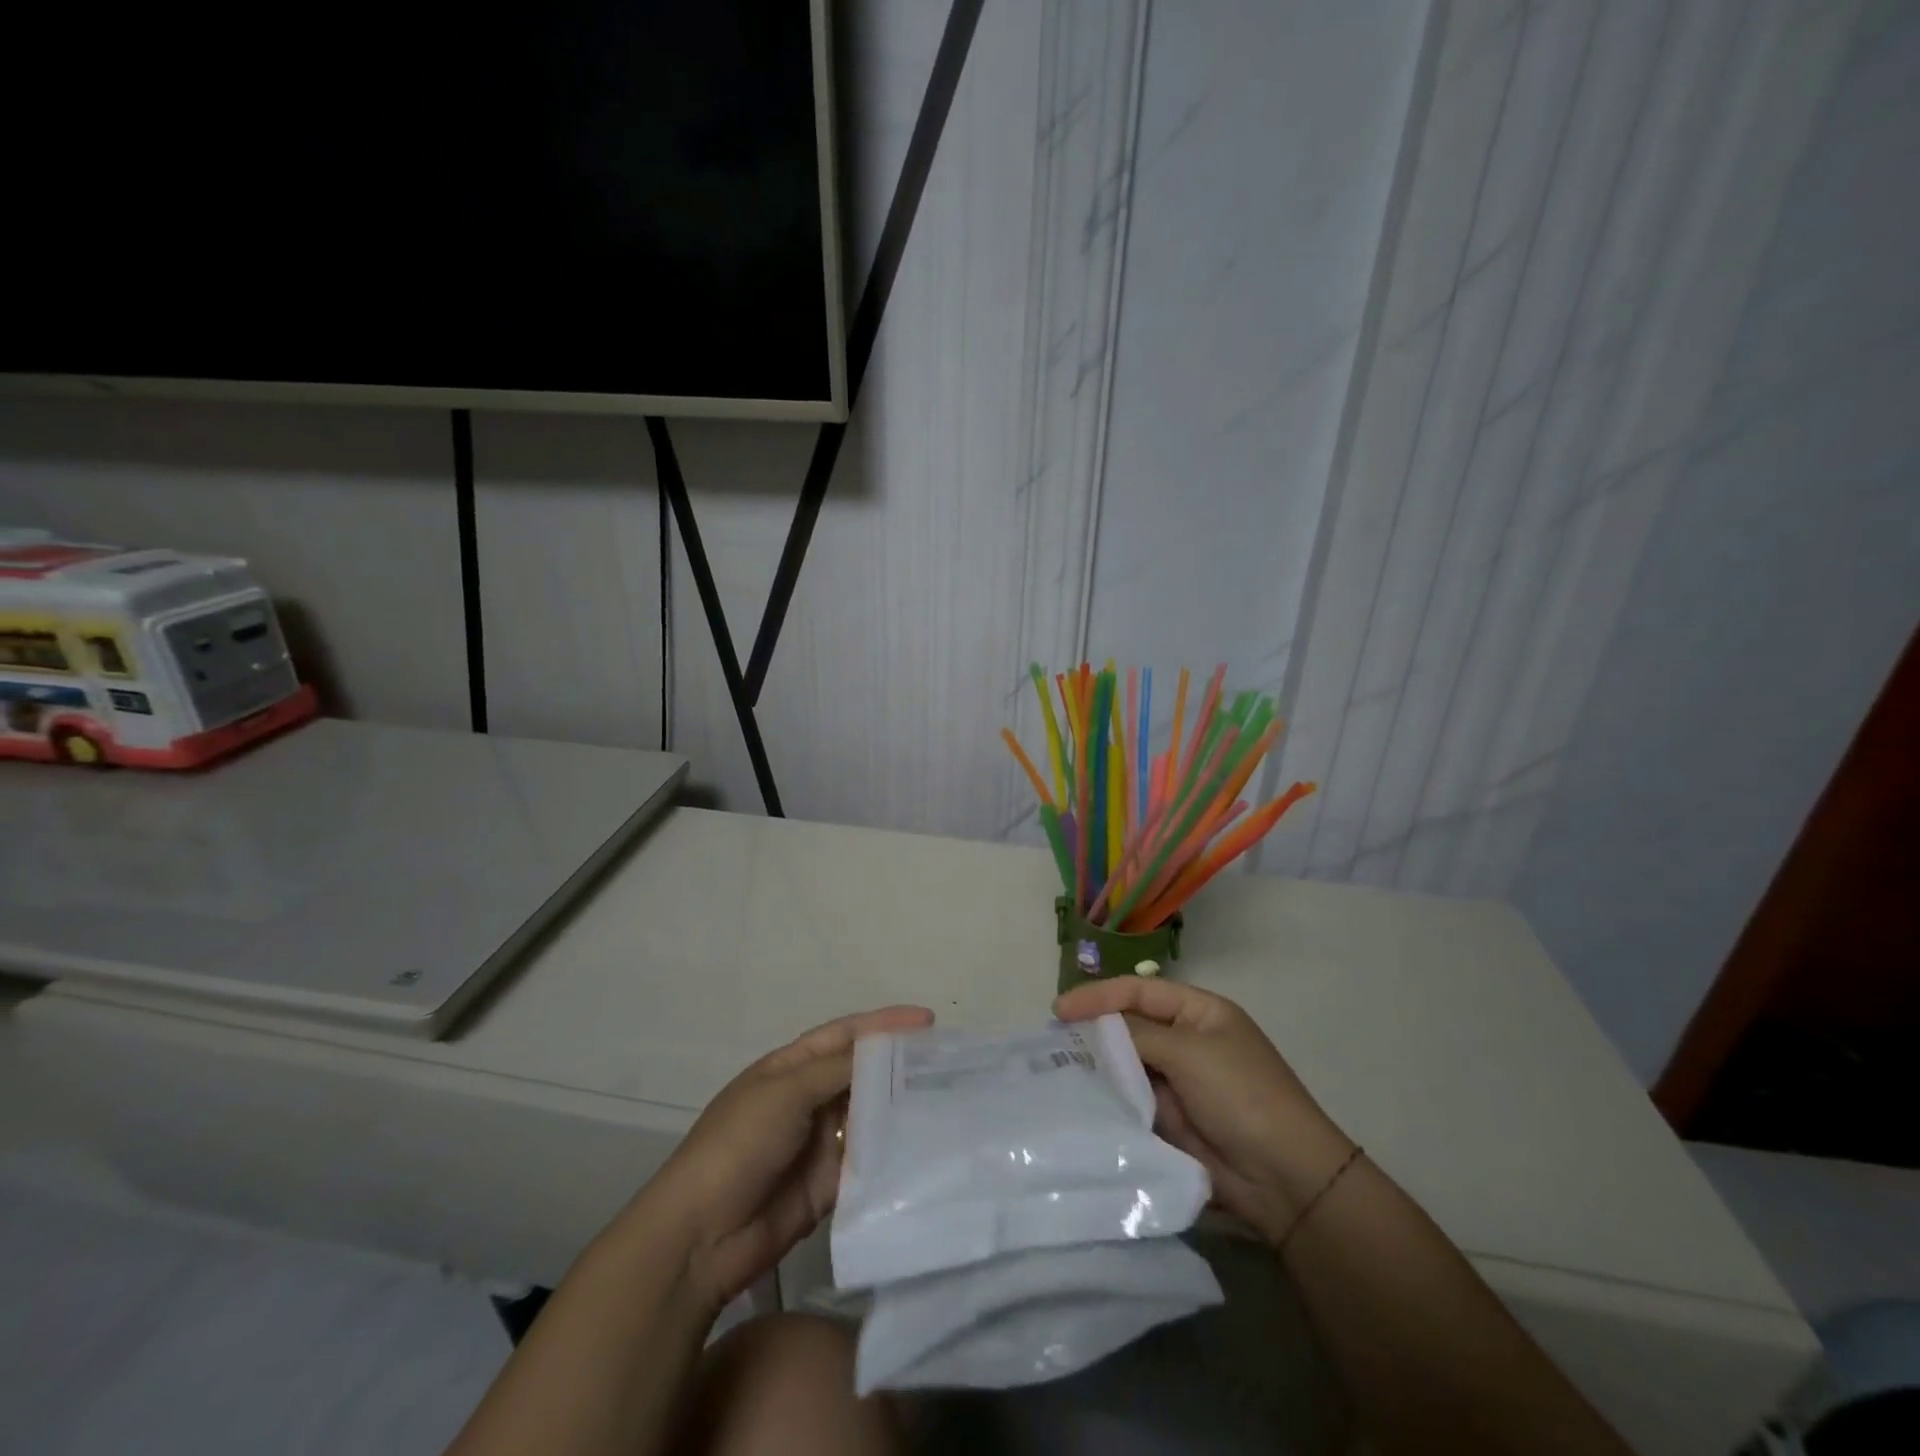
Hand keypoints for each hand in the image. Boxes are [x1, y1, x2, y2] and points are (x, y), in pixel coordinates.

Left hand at [640, 1006, 933, 1311]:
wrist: (702, 1237)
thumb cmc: (738, 1145)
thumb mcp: (786, 1092)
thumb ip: (837, 1069)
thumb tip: (884, 1051)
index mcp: (791, 1068)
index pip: (846, 1035)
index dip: (885, 1024)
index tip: (928, 1021)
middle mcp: (809, 1099)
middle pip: (862, 1073)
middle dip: (901, 1065)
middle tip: (950, 1063)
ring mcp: (820, 1142)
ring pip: (870, 1115)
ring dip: (902, 1107)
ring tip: (949, 1100)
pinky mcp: (831, 1184)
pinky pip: (868, 1161)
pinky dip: (893, 1153)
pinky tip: (927, 1146)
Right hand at [1054, 977, 1353, 1245]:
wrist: (1283, 1178)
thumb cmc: (1241, 1095)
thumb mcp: (1189, 1051)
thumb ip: (1137, 1034)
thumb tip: (1095, 1029)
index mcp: (1199, 1012)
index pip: (1139, 991)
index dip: (1098, 996)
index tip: (1059, 1010)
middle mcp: (1185, 1040)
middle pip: (1129, 1026)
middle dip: (1093, 1031)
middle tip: (1051, 1041)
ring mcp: (1177, 1081)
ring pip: (1126, 1064)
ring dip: (1097, 1066)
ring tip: (1056, 1068)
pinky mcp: (1169, 1119)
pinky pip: (1130, 1099)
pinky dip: (1109, 1098)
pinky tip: (1080, 1099)